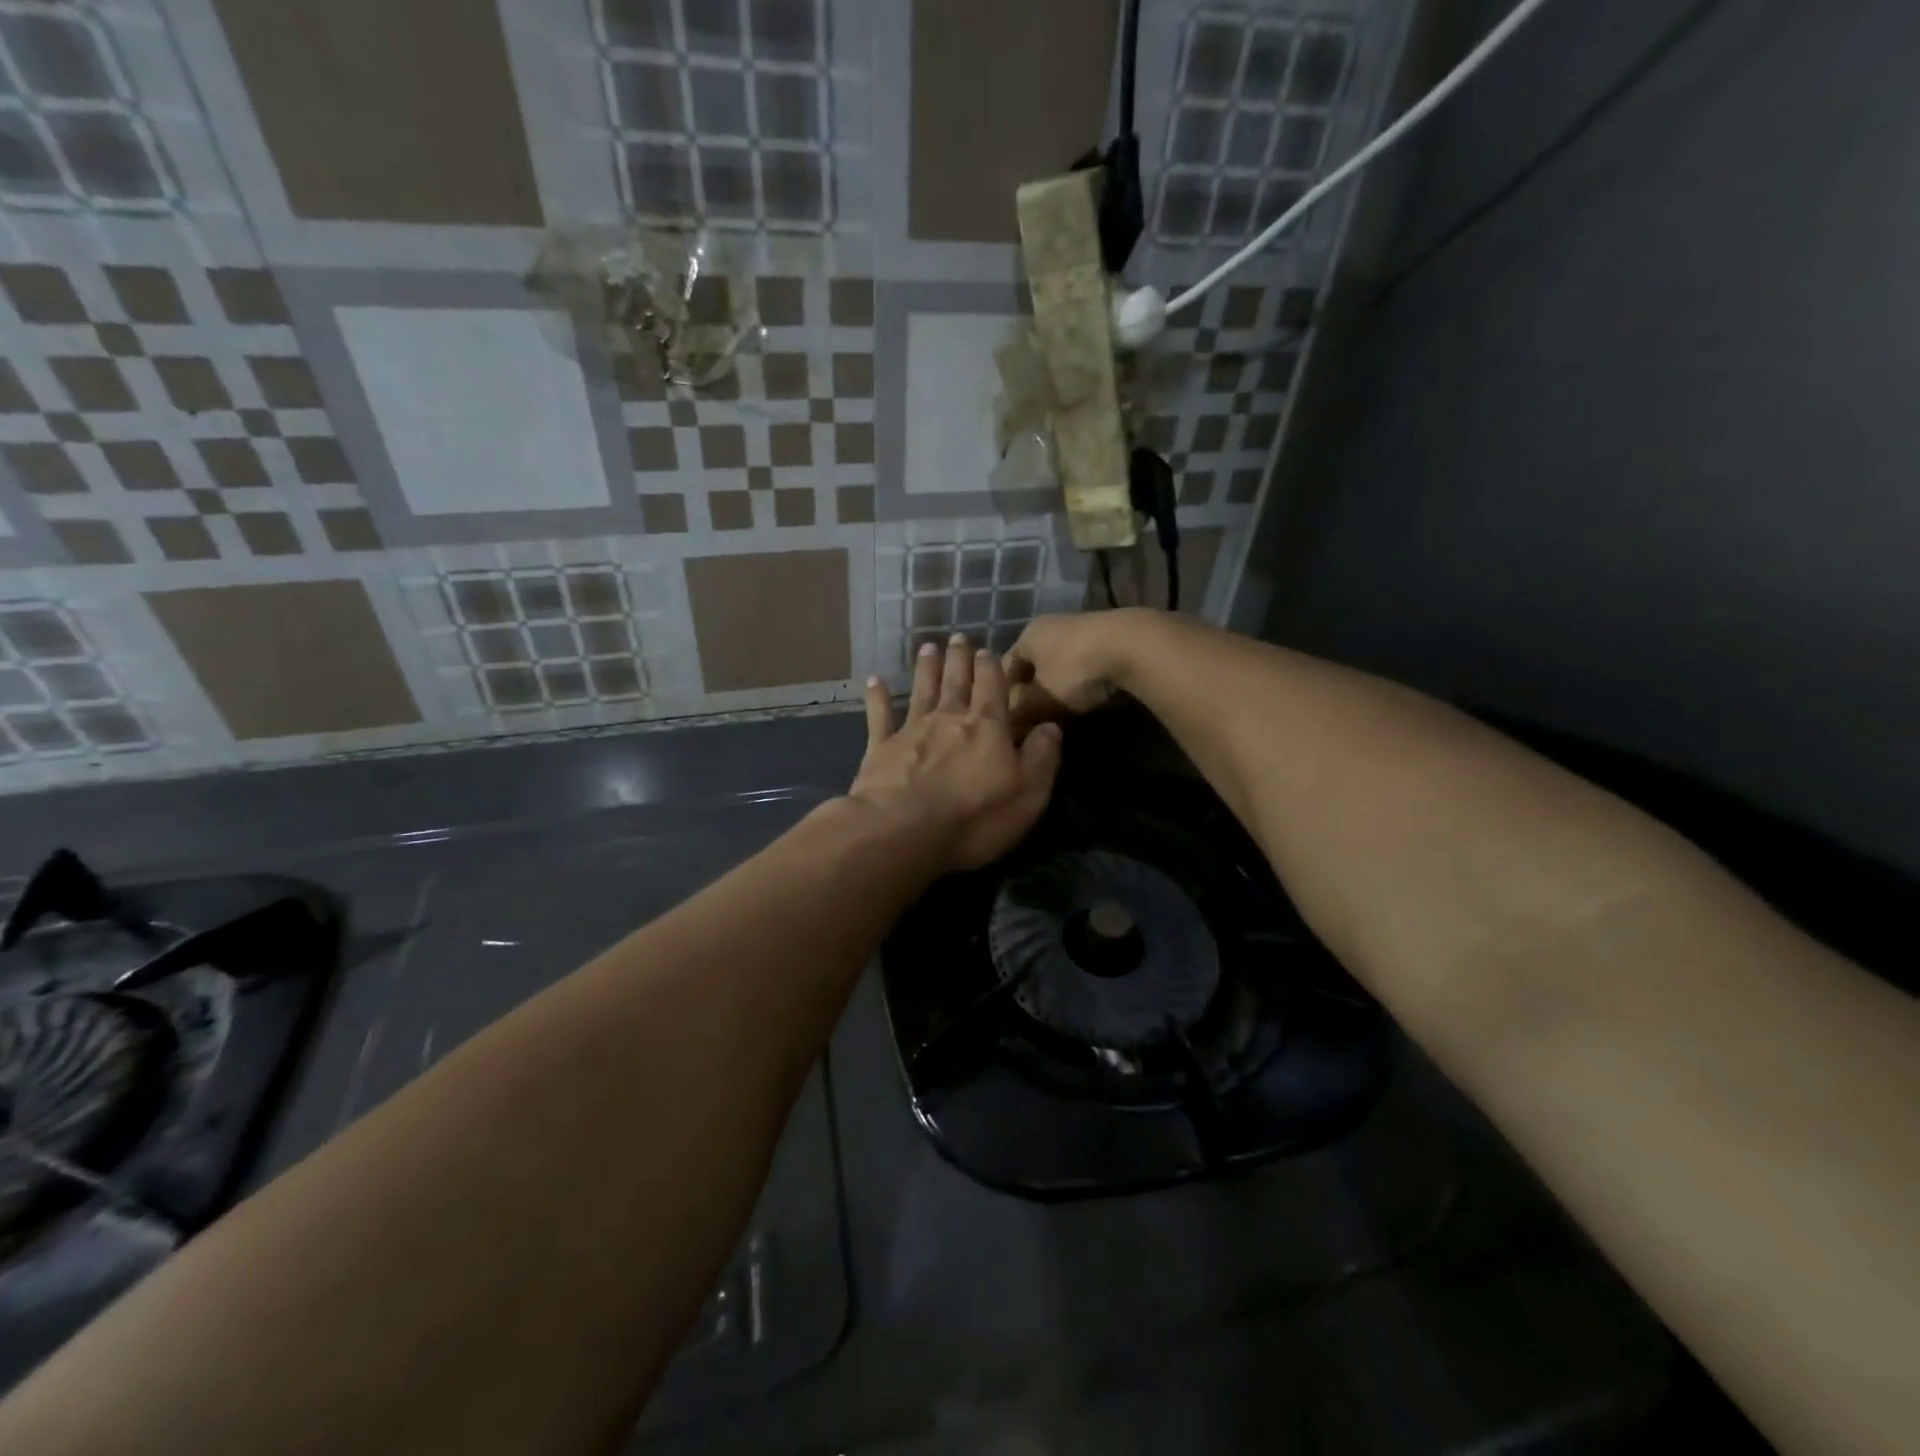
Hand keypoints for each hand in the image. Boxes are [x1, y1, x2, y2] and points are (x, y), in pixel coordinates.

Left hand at [851, 634, 1062, 872]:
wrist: (903, 831)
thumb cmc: (974, 818)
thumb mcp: (1028, 794)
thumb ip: (1042, 758)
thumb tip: (1052, 727)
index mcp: (987, 727)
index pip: (993, 687)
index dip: (992, 667)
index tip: (988, 650)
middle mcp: (949, 718)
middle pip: (956, 681)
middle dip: (959, 658)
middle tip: (958, 637)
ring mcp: (911, 730)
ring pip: (921, 689)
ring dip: (925, 668)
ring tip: (927, 647)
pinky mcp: (881, 747)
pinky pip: (879, 715)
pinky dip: (877, 696)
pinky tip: (874, 680)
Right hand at [1005, 611, 1140, 733]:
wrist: (1133, 646)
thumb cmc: (1075, 671)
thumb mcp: (1041, 699)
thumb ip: (1020, 711)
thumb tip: (1009, 723)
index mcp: (1027, 635)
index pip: (1005, 669)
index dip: (1005, 696)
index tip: (1011, 721)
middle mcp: (1050, 626)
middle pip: (1034, 665)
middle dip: (1033, 693)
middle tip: (1036, 720)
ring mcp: (1082, 628)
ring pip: (1060, 665)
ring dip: (1059, 688)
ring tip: (1063, 713)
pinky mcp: (1109, 636)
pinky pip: (1085, 664)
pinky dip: (1083, 682)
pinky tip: (1089, 698)